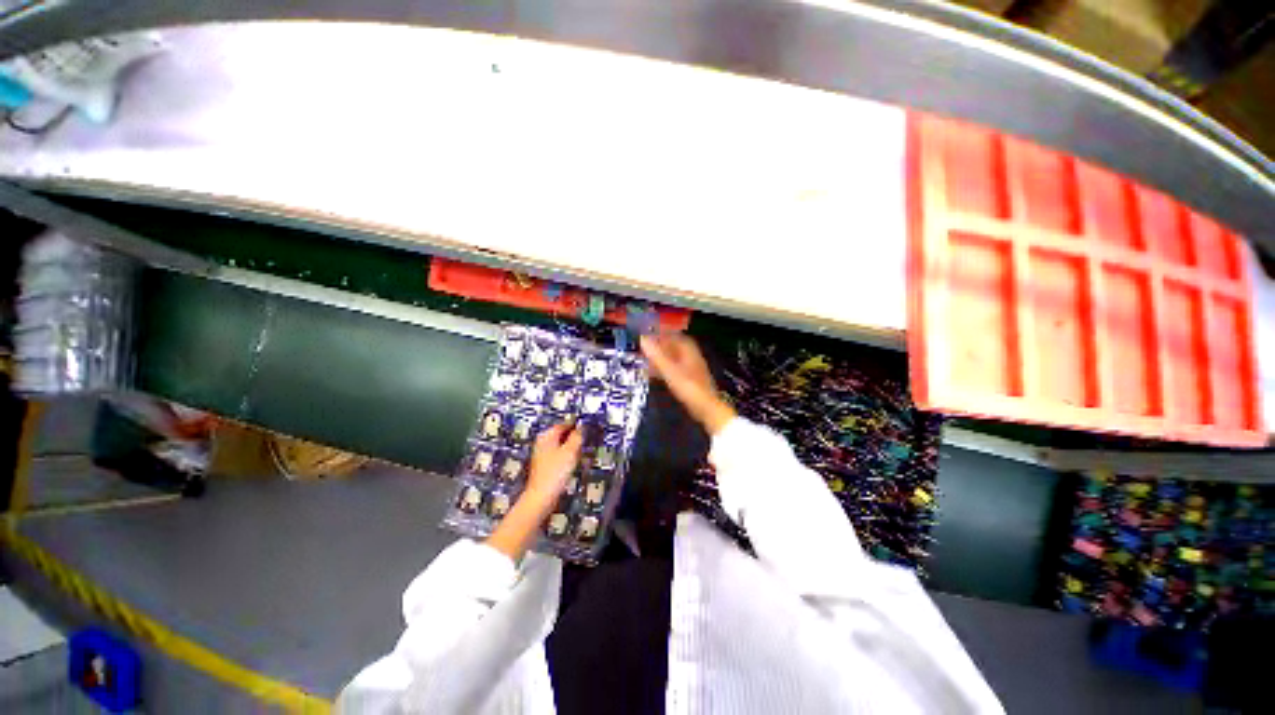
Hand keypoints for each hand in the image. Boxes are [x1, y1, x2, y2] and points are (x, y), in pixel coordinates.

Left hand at [486, 422, 581, 560]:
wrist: (541, 497)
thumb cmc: (555, 472)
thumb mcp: (570, 451)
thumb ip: (577, 437)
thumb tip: (581, 427)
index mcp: (546, 436)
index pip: (563, 423)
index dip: (576, 425)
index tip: (586, 427)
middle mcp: (542, 443)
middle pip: (561, 434)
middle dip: (573, 436)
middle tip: (585, 439)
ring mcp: (542, 455)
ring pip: (560, 445)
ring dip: (571, 447)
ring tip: (581, 451)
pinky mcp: (544, 466)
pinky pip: (558, 455)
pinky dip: (566, 456)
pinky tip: (572, 462)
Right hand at [641, 333, 735, 435]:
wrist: (706, 408)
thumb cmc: (688, 387)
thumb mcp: (669, 370)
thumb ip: (656, 355)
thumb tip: (643, 339)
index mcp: (689, 350)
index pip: (674, 336)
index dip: (661, 334)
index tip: (648, 335)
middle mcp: (692, 356)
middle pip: (674, 347)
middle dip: (659, 347)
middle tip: (645, 350)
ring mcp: (692, 369)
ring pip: (674, 359)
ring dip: (661, 359)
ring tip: (647, 363)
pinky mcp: (691, 381)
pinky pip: (675, 370)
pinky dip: (665, 370)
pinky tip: (656, 376)